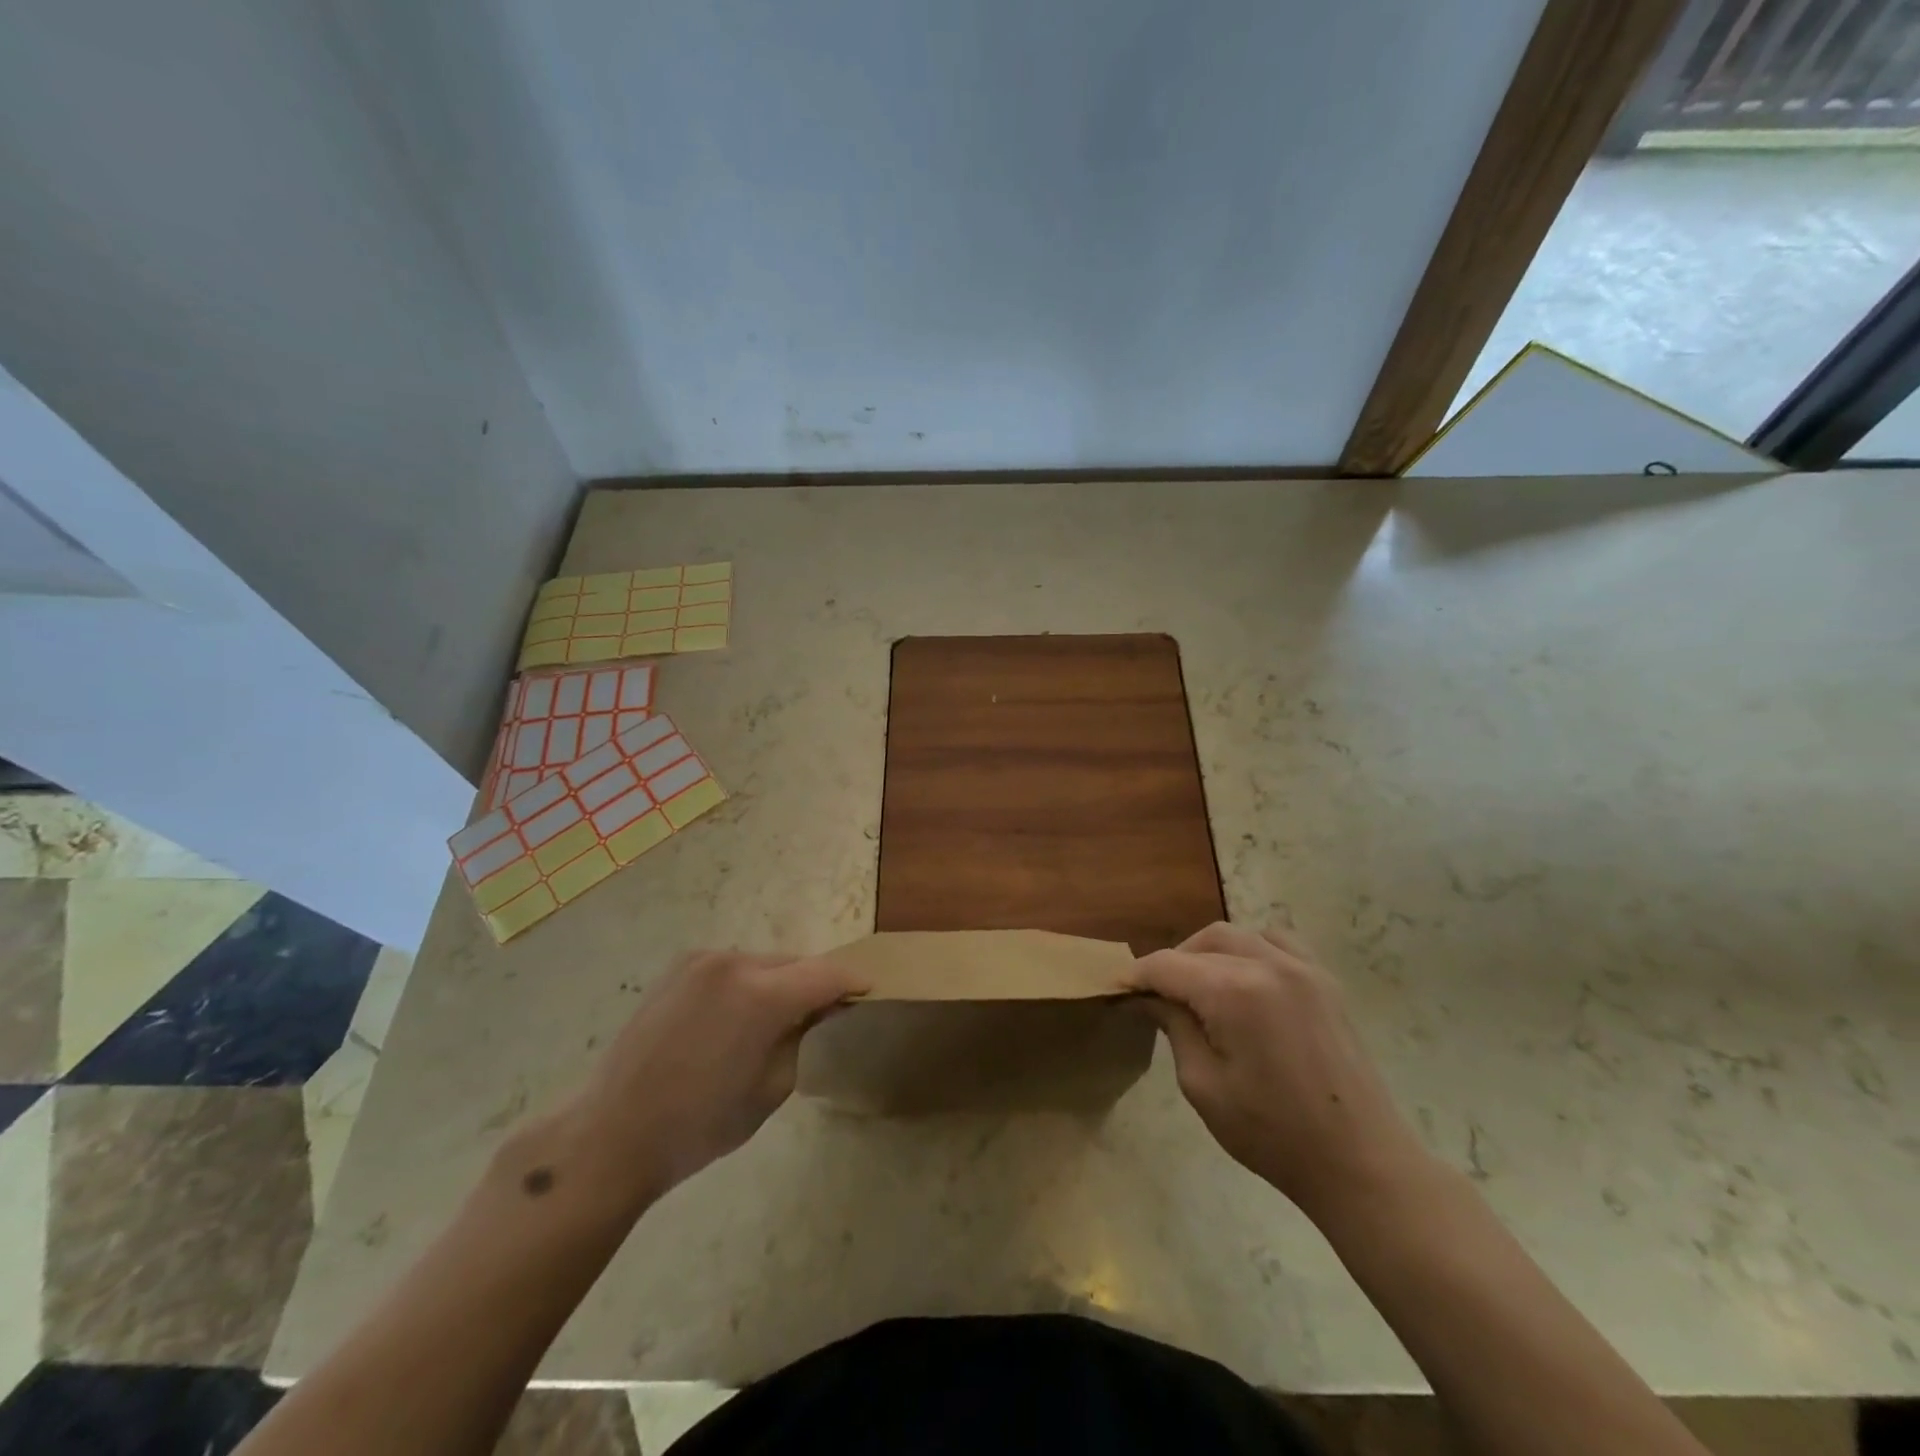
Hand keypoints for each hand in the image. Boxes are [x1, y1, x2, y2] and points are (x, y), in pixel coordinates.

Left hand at [568, 950, 867, 1198]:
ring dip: (780, 982)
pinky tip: (737, 1016)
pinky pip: (732, 967)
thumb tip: (817, 1011)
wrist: (611, 1134)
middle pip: (795, 963)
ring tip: (778, 1017)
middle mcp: (734, 963)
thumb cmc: (698, 1125)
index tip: (868, 992)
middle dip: (815, 983)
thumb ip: (802, 1037)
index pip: (826, 974)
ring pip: (764, 962)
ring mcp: (702, 960)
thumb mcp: (771, 1088)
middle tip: (826, 1012)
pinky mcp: (679, 967)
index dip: (853, 981)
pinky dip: (748, 982)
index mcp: (761, 995)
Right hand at [1129, 922, 1428, 1220]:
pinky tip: (1244, 978)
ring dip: (1210, 951)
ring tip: (1199, 985)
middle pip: (1204, 940)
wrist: (1360, 1162)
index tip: (1118, 990)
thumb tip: (1150, 997)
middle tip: (1158, 995)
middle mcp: (1268, 964)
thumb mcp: (1203, 1085)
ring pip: (1239, 934)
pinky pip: (1277, 942)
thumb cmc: (1273, 1134)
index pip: (1168, 965)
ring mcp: (1303, 968)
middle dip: (1174, 961)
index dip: (1138, 975)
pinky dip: (1250, 948)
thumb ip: (1174, 1028)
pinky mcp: (1325, 981)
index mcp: (1234, 991)